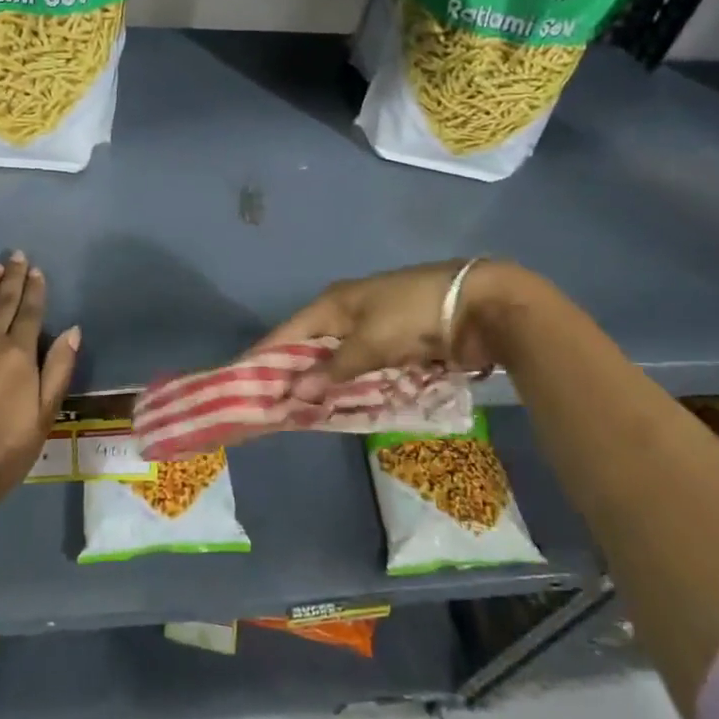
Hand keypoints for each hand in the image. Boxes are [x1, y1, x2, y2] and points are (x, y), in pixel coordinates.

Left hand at [0, 252, 80, 508]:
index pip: (30, 313)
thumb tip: (73, 330)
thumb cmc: (5, 450)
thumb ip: (58, 370)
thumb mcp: (44, 415)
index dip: (35, 290)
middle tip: (16, 255)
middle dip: (12, 277)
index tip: (37, 270)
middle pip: (3, 302)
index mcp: (19, 355)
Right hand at [255, 259, 522, 403]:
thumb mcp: (371, 341)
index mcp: (333, 303)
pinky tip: (338, 408)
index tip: (237, 380)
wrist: (480, 305)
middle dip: (291, 376)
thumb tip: (292, 392)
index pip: (287, 333)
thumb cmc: (415, 314)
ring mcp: (372, 330)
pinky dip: (350, 388)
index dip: (263, 357)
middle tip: (268, 408)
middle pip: (308, 349)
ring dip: (322, 386)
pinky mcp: (395, 347)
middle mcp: (346, 314)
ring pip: (335, 363)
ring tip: (297, 416)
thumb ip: (333, 369)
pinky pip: (362, 371)